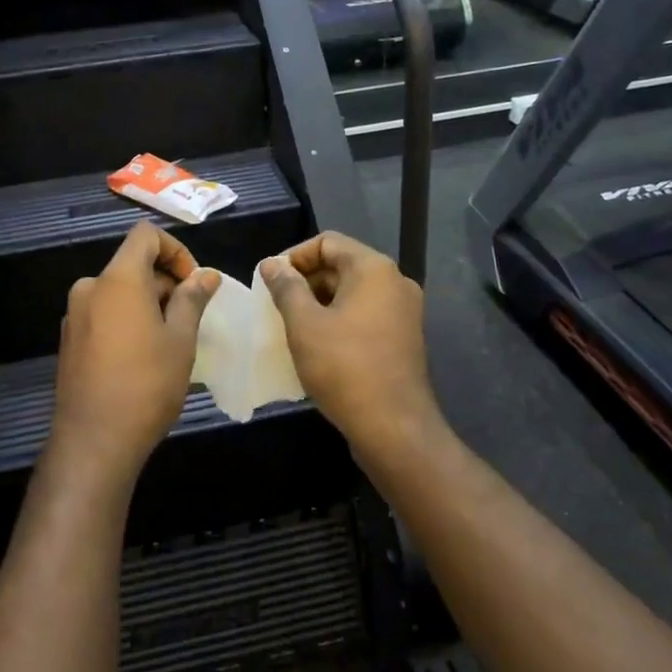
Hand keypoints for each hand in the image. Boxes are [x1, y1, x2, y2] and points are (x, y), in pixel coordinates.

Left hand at [51, 221, 219, 487]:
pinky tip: (143, 357)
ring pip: (119, 292)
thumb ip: (192, 300)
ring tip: (171, 341)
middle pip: (133, 265)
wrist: (94, 442)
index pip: (145, 235)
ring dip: (148, 303)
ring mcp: (75, 315)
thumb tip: (207, 275)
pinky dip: (127, 320)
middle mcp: (90, 288)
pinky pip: (104, 314)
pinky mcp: (70, 340)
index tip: (193, 282)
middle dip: (165, 282)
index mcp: (118, 279)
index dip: (175, 249)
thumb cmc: (146, 385)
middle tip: (190, 318)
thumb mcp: (180, 340)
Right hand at [260, 232, 441, 460]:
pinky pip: (364, 315)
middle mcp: (395, 283)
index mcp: (374, 269)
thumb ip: (286, 288)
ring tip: (290, 325)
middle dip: (305, 280)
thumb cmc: (345, 368)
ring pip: (352, 292)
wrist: (394, 429)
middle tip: (274, 304)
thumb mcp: (304, 324)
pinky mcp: (402, 339)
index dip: (294, 256)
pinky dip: (338, 320)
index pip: (327, 242)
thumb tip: (272, 264)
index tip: (269, 280)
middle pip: (341, 265)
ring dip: (319, 302)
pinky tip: (315, 344)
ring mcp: (403, 312)